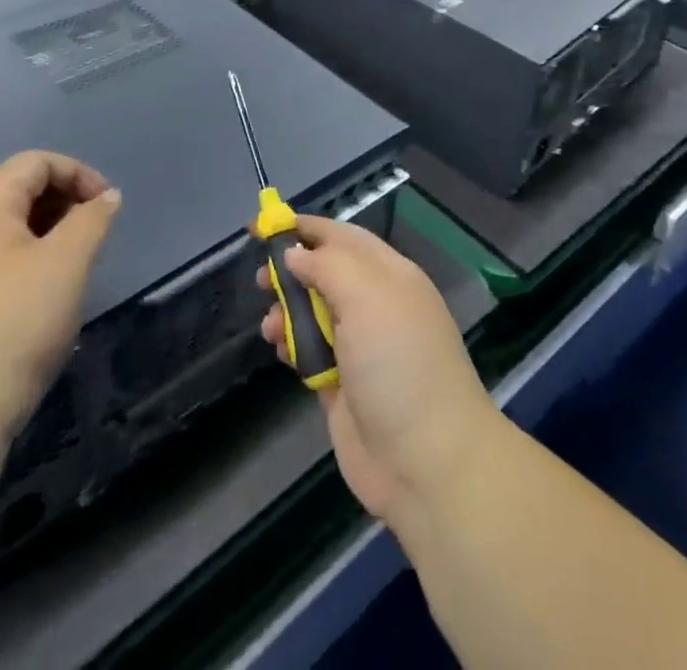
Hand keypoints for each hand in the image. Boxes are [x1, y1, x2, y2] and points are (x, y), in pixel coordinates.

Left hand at [0, 152, 121, 445]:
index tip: (106, 206)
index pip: (33, 163)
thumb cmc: (15, 324)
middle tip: (96, 235)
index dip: (76, 173)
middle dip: (65, 202)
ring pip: (10, 232)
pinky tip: (48, 300)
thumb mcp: (67, 262)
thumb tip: (106, 198)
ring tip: (78, 266)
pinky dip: (31, 264)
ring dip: (51, 235)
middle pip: (19, 192)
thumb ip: (92, 219)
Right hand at [257, 217, 499, 525]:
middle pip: (325, 273)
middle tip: (259, 280)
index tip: (264, 226)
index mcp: (390, 275)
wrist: (427, 461)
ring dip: (287, 312)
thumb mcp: (367, 296)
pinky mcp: (343, 386)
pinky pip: (311, 352)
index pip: (343, 237)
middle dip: (291, 271)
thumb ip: (328, 265)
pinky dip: (292, 346)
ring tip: (269, 325)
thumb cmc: (398, 363)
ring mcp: (360, 347)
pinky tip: (280, 351)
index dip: (305, 228)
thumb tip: (296, 253)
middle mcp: (376, 305)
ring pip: (313, 313)